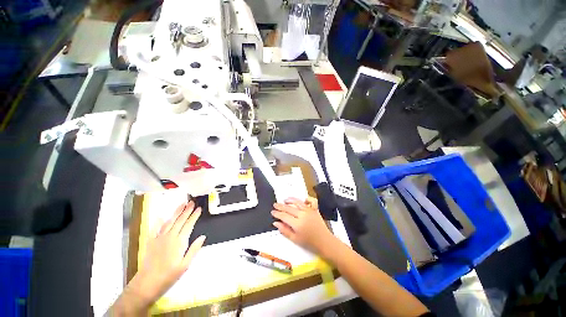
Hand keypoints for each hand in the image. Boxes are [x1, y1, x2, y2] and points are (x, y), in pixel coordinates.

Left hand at [128, 201, 205, 305]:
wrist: (147, 283)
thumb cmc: (169, 275)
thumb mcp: (185, 265)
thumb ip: (194, 249)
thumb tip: (203, 237)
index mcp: (179, 242)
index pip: (189, 225)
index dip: (194, 216)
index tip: (198, 209)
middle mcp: (170, 237)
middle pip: (180, 220)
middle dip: (187, 210)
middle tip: (192, 202)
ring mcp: (159, 238)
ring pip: (169, 221)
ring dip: (176, 212)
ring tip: (182, 204)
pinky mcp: (151, 242)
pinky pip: (156, 228)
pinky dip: (159, 221)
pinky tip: (161, 216)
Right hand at [271, 197, 336, 256]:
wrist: (324, 242)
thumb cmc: (309, 243)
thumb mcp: (295, 239)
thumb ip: (284, 230)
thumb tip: (276, 223)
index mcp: (297, 224)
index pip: (284, 216)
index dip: (277, 213)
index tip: (272, 212)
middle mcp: (303, 215)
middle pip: (289, 208)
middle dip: (280, 206)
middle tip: (275, 205)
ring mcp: (309, 211)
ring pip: (298, 202)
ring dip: (290, 200)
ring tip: (284, 200)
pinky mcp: (315, 209)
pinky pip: (311, 201)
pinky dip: (307, 199)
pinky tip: (302, 200)